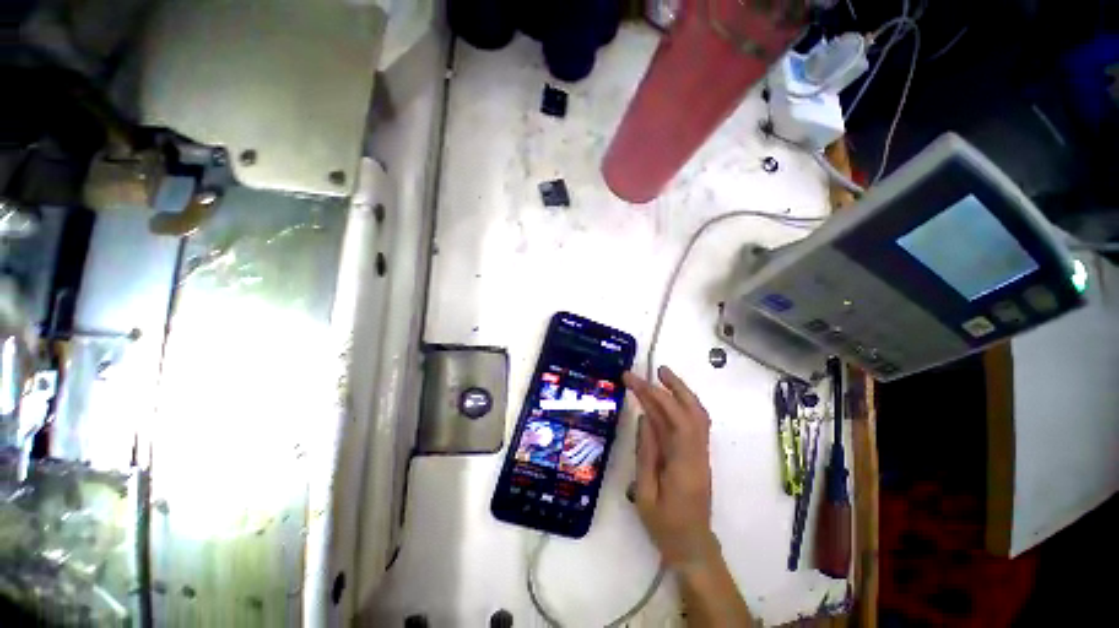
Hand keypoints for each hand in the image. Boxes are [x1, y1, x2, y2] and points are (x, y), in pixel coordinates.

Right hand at [624, 366, 719, 569]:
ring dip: (681, 392)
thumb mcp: (645, 493)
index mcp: (685, 464)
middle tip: (657, 369)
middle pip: (693, 412)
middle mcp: (698, 453)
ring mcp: (700, 453)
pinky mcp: (697, 455)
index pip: (675, 420)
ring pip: (697, 415)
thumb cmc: (665, 525)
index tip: (636, 381)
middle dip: (675, 386)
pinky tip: (666, 400)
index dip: (657, 396)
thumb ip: (645, 454)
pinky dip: (680, 406)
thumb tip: (644, 418)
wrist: (692, 547)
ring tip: (662, 376)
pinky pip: (692, 424)